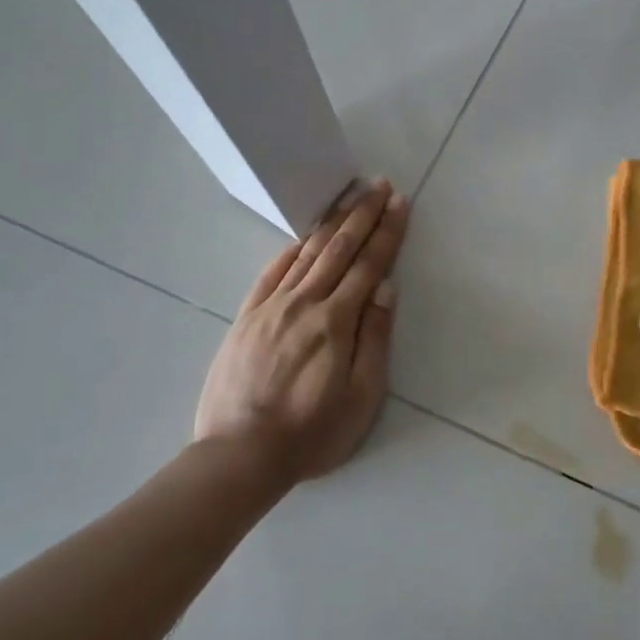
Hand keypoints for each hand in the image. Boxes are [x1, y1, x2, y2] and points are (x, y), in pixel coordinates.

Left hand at [191, 180, 409, 485]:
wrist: (240, 454)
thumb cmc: (312, 432)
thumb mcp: (362, 396)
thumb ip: (374, 338)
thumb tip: (386, 288)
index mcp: (336, 321)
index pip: (368, 265)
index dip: (387, 232)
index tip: (399, 203)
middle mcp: (304, 303)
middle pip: (338, 249)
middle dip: (362, 214)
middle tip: (379, 185)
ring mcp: (270, 307)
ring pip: (305, 254)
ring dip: (330, 222)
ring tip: (348, 197)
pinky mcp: (246, 318)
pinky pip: (270, 273)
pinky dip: (290, 250)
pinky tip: (301, 238)